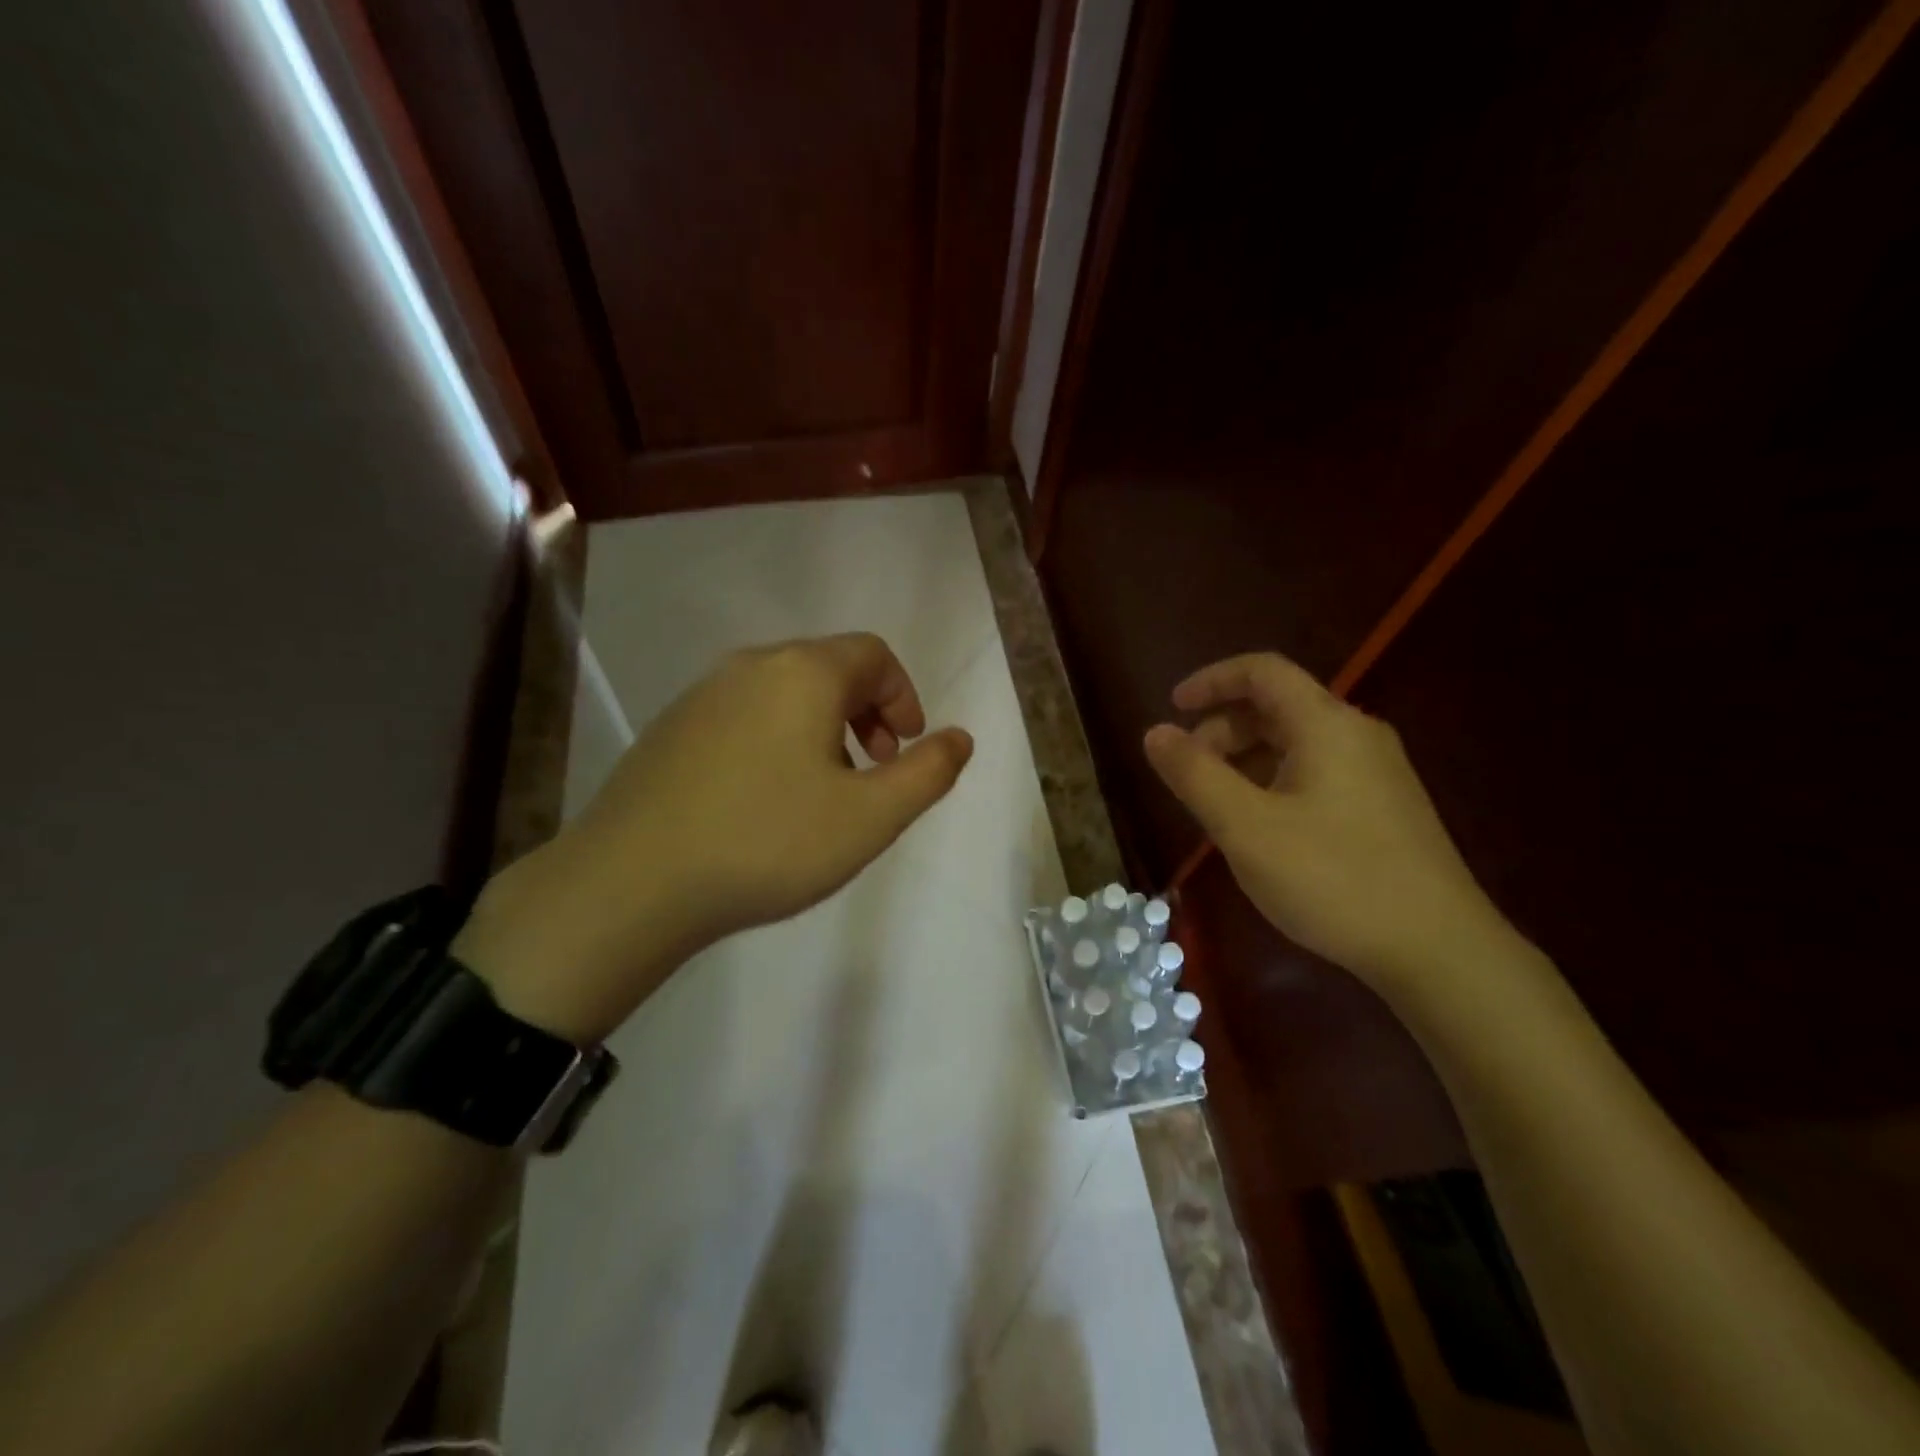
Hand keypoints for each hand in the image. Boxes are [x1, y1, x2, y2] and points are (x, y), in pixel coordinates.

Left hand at [458, 633, 972, 1039]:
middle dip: (866, 711)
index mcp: (804, 672)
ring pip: (785, 691)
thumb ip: (927, 773)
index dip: (904, 697)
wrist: (632, 881)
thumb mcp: (870, 817)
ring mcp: (703, 693)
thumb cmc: (768, 843)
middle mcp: (752, 665)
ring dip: (823, 726)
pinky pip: (745, 713)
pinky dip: (777, 737)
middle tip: (874, 768)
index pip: (874, 655)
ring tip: (825, 788)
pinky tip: (766, 797)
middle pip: (829, 667)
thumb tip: (959, 738)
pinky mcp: (671, 726)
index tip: (906, 749)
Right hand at [1142, 652, 1508, 992]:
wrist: (1439, 951)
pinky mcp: (1384, 808)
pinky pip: (1315, 773)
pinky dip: (1273, 781)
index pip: (1261, 671)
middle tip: (1187, 772)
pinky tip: (1260, 827)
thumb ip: (1195, 774)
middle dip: (1222, 729)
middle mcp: (1356, 735)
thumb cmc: (1333, 878)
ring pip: (1296, 743)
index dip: (1211, 681)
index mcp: (1326, 725)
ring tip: (1215, 805)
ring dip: (1245, 759)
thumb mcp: (1245, 827)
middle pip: (1277, 706)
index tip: (1172, 707)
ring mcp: (1376, 773)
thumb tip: (1155, 732)